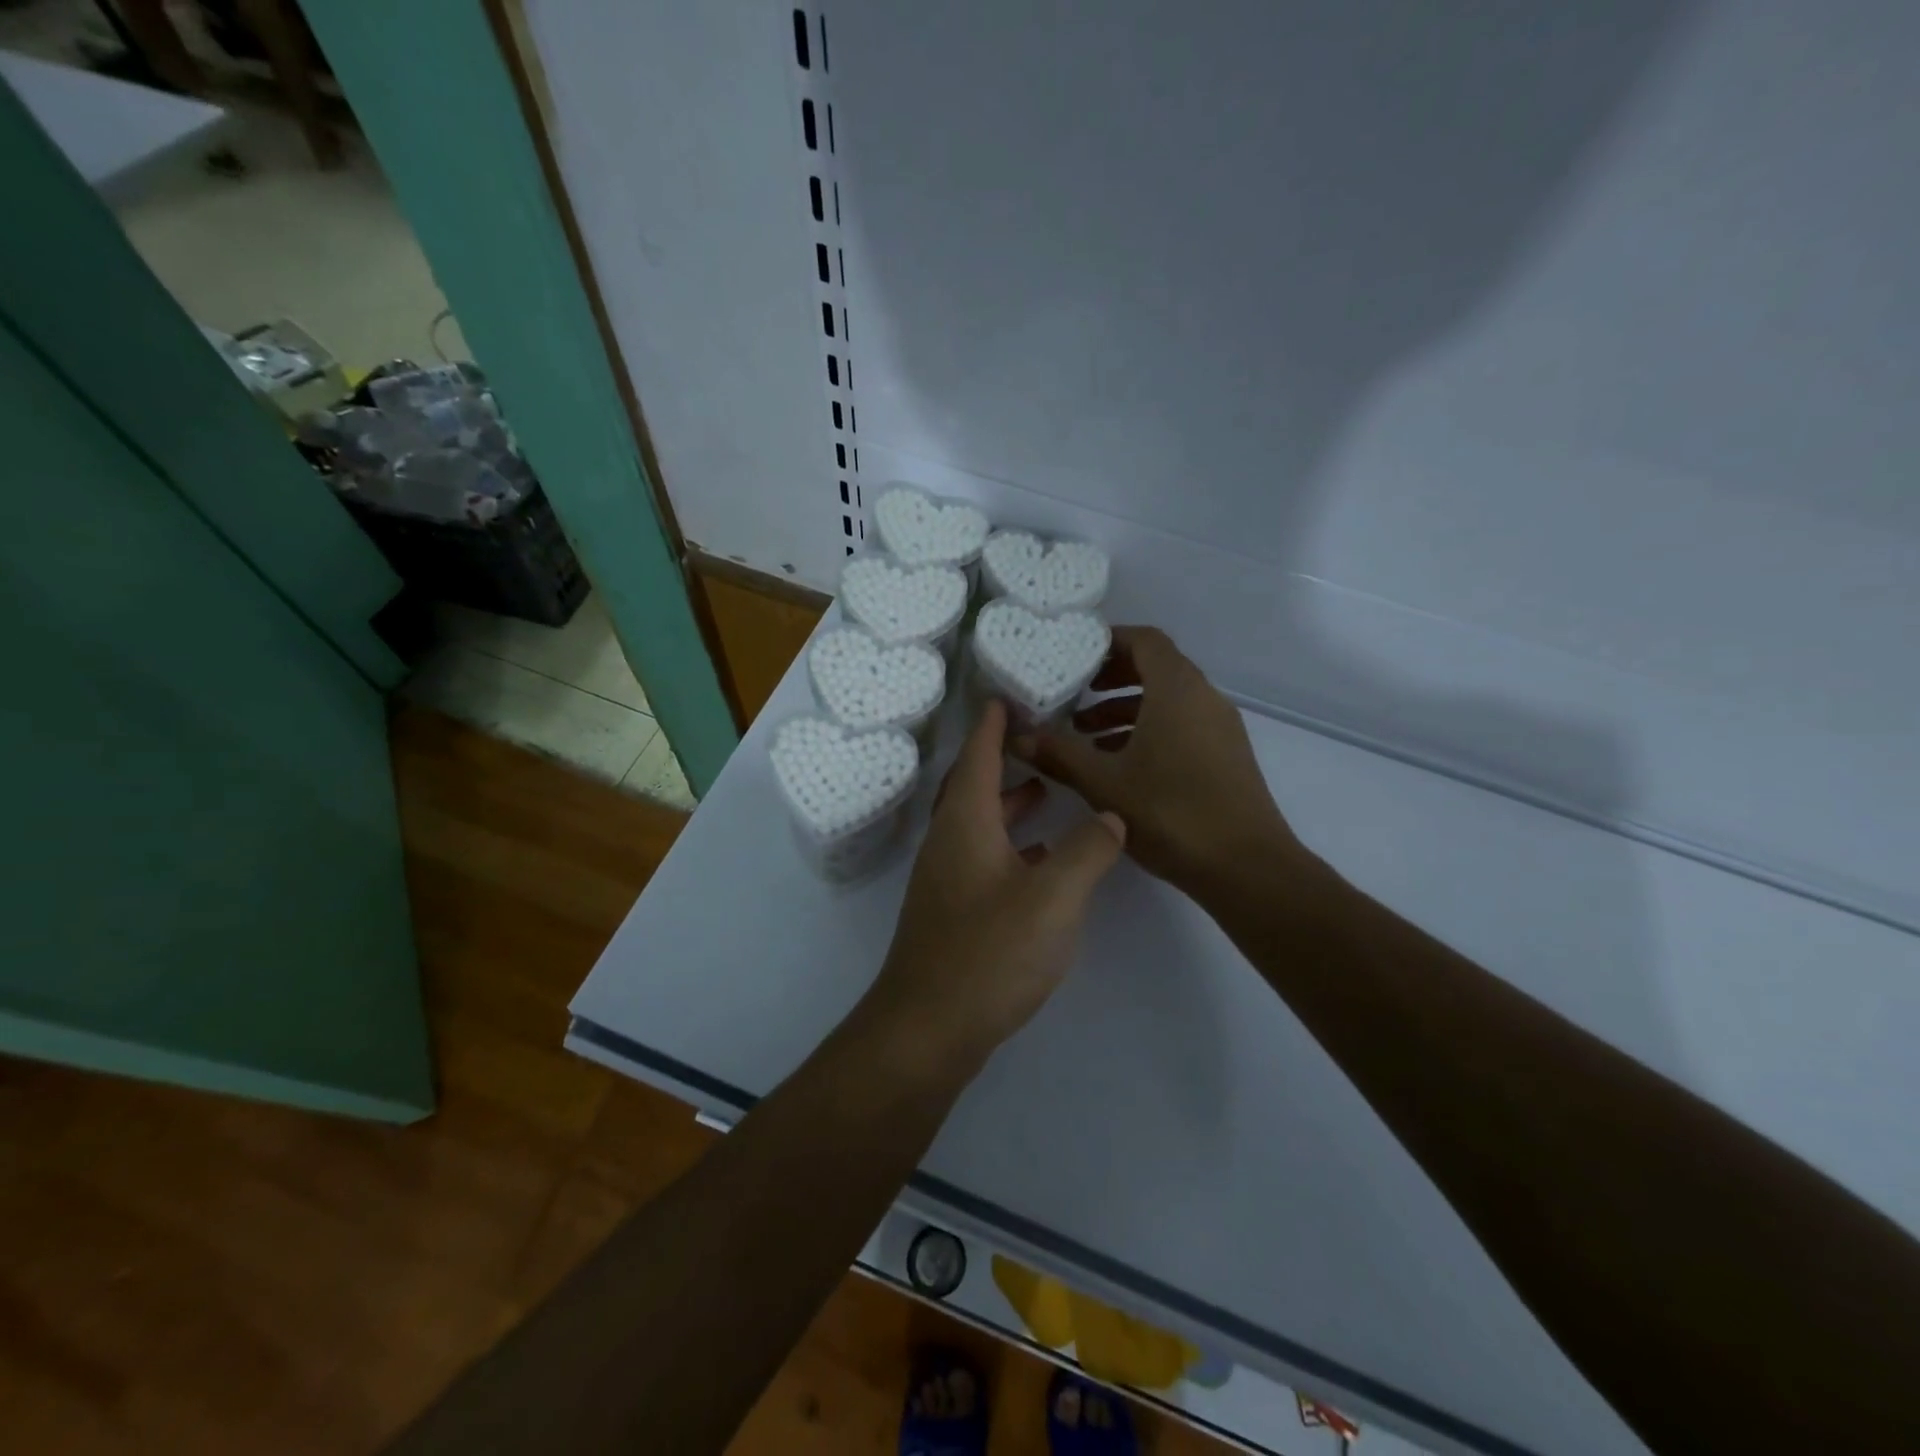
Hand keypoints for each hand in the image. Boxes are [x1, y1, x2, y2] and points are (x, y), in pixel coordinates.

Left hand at [860, 699, 1126, 1073]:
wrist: (928, 1028)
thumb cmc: (989, 953)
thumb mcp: (1054, 897)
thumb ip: (1089, 850)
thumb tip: (1111, 815)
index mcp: (965, 823)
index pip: (977, 755)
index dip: (993, 723)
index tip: (1006, 693)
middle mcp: (948, 841)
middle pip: (973, 785)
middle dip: (1002, 757)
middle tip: (1037, 736)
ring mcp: (946, 878)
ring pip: (979, 822)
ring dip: (1009, 802)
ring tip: (1046, 790)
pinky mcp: (952, 910)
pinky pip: (983, 855)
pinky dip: (1011, 843)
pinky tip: (1041, 858)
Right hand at [1010, 626, 1303, 897]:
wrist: (1246, 867)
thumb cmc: (1172, 813)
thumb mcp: (1103, 783)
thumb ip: (1058, 754)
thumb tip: (1016, 736)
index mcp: (1177, 690)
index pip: (1145, 640)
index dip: (1109, 641)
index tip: (1074, 655)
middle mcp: (1204, 697)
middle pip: (1156, 667)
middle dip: (1112, 677)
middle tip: (1074, 693)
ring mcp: (1219, 727)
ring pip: (1168, 700)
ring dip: (1126, 708)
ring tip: (1085, 734)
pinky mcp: (1226, 754)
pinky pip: (1182, 724)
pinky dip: (1149, 729)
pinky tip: (1119, 762)